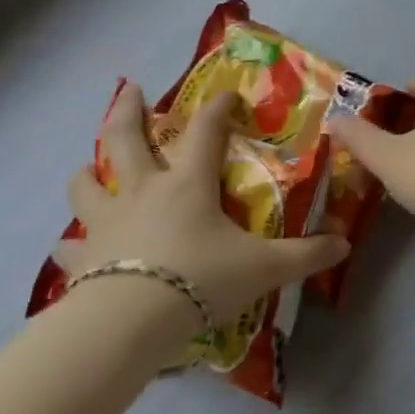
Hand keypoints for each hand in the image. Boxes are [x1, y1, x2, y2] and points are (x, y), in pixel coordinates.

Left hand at [56, 82, 347, 330]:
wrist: (128, 323)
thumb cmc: (200, 279)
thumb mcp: (264, 268)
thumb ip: (306, 255)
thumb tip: (345, 244)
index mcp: (188, 184)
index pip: (205, 131)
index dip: (217, 108)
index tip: (226, 94)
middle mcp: (143, 192)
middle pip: (126, 139)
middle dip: (128, 110)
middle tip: (130, 91)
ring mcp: (106, 223)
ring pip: (87, 184)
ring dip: (89, 171)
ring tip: (91, 167)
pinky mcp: (82, 259)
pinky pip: (70, 246)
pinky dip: (71, 243)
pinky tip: (71, 247)